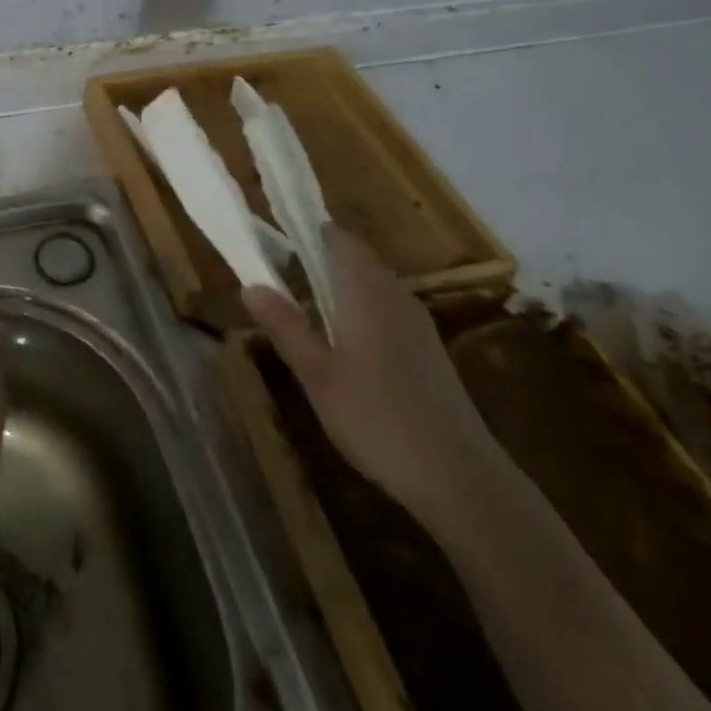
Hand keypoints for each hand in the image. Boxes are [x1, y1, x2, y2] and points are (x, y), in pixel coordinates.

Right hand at [243, 225, 502, 528]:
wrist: (461, 478)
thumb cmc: (378, 418)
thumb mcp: (318, 374)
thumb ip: (285, 326)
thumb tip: (250, 285)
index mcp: (367, 291)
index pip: (339, 239)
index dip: (308, 232)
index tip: (275, 241)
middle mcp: (396, 296)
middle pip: (356, 260)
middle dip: (318, 261)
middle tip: (278, 278)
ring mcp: (418, 324)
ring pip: (372, 287)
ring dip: (339, 289)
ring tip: (304, 312)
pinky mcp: (429, 351)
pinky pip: (387, 312)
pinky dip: (360, 313)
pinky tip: (344, 348)